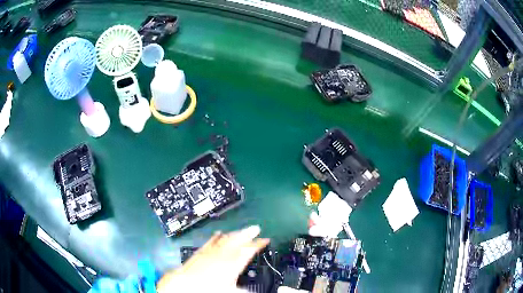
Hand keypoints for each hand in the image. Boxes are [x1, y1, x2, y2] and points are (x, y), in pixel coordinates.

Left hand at [157, 225, 269, 291]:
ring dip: (233, 234)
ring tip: (241, 231)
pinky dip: (216, 237)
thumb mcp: (230, 290)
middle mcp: (221, 255)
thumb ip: (244, 289)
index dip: (257, 244)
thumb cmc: (208, 289)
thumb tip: (253, 290)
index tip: (265, 239)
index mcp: (231, 264)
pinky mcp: (199, 253)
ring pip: (224, 239)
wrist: (183, 286)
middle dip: (247, 234)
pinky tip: (218, 234)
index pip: (247, 250)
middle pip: (236, 241)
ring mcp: (209, 252)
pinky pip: (210, 241)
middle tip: (256, 228)